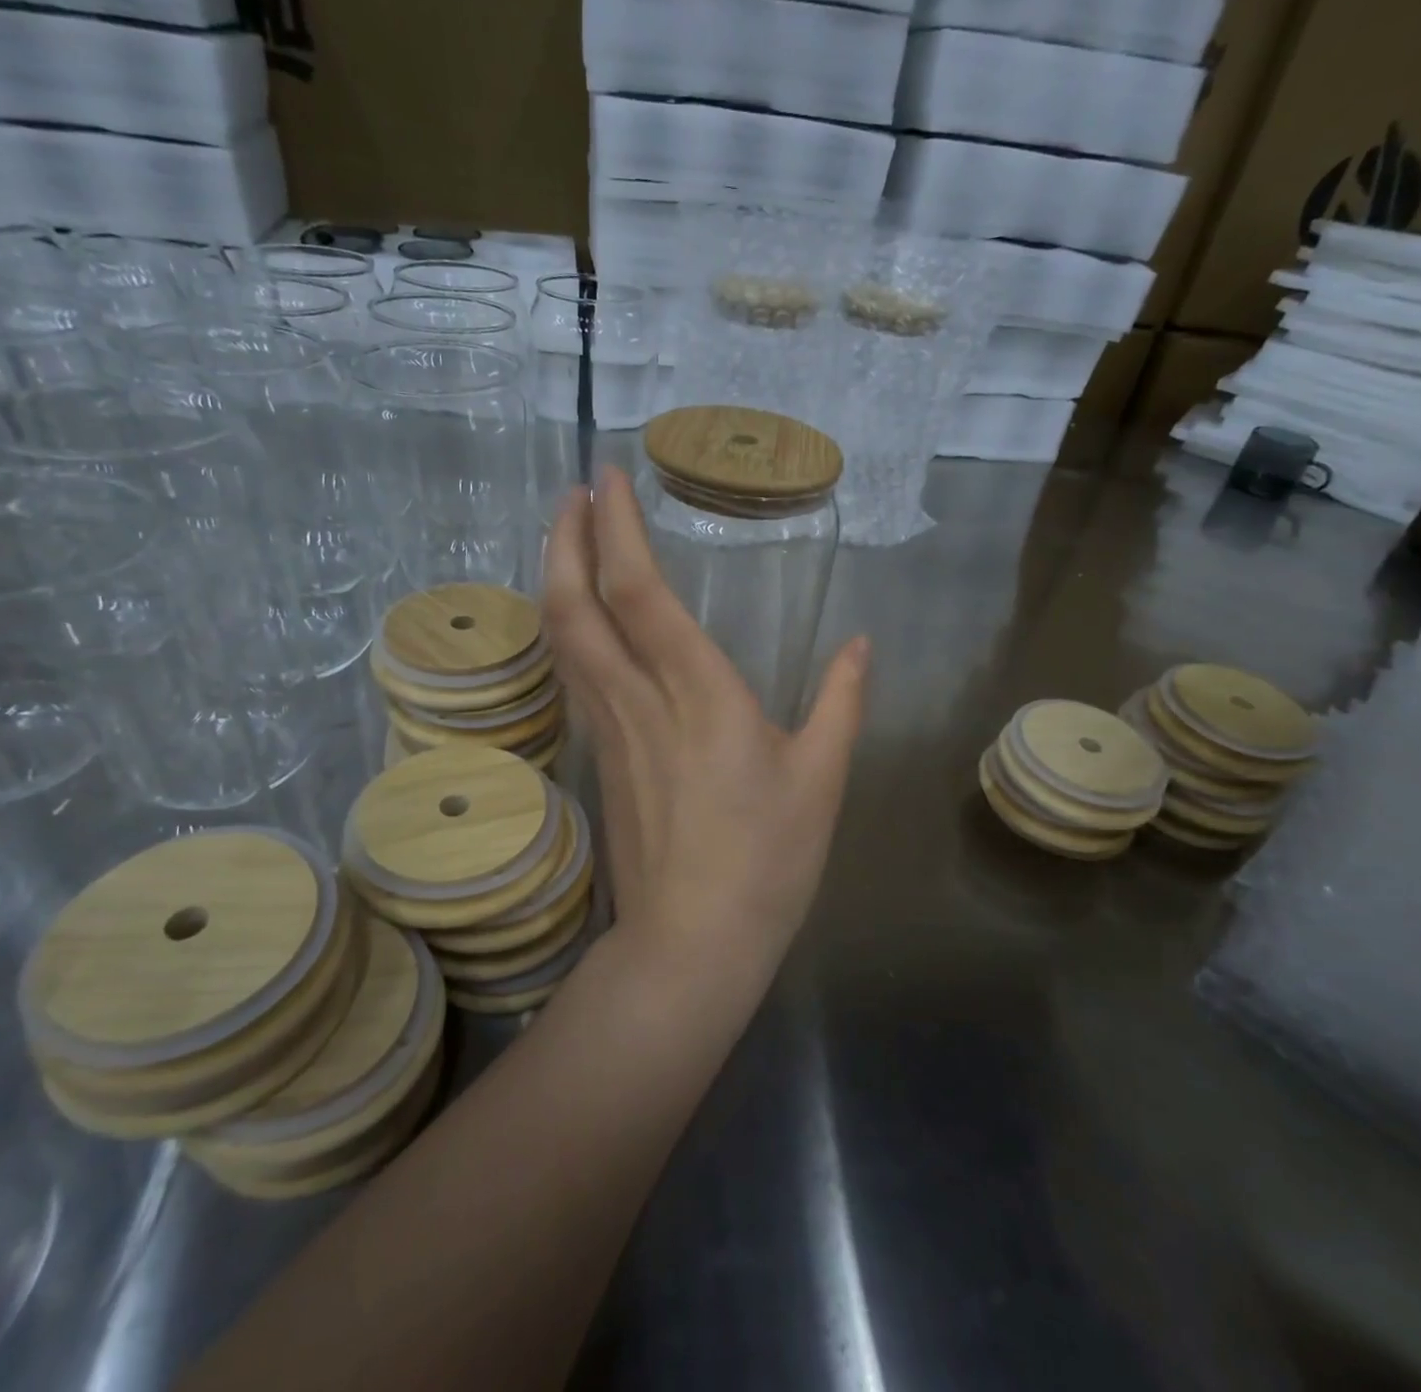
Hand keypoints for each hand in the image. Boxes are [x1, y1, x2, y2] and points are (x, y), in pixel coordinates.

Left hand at [541, 465, 868, 979]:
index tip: (608, 479)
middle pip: (576, 606)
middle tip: (572, 495)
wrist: (692, 941)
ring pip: (563, 639)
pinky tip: (579, 617)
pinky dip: (568, 628)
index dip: (618, 529)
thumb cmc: (767, 860)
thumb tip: (862, 645)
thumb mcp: (822, 777)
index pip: (639, 592)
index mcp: (699, 694)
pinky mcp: (599, 757)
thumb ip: (843, 701)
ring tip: (568, 538)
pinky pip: (573, 674)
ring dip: (557, 578)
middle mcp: (640, 699)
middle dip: (566, 540)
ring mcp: (609, 729)